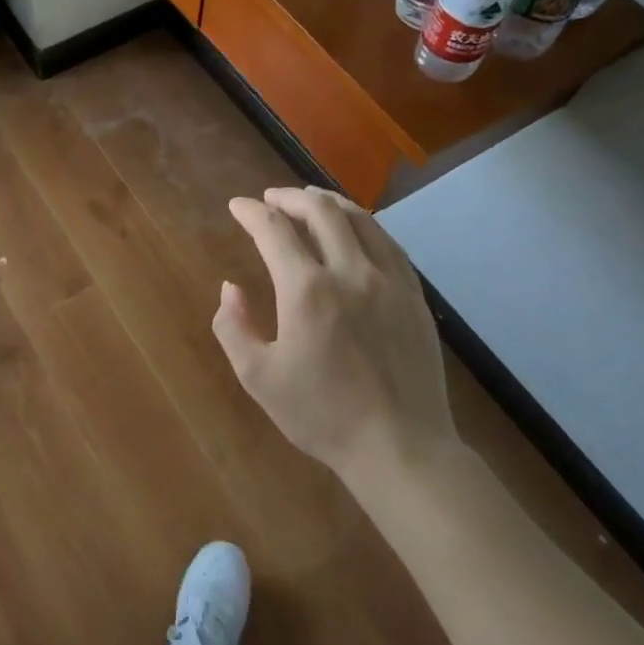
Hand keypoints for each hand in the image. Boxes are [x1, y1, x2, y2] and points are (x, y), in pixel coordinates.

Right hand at [214, 186, 454, 483]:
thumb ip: (233, 327)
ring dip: (329, 202)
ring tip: (310, 200)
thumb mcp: (259, 378)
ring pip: (360, 219)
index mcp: (307, 291)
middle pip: (321, 211)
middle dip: (290, 197)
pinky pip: (389, 243)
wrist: (400, 447)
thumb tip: (229, 288)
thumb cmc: (322, 415)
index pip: (274, 231)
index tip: (237, 206)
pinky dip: (364, 225)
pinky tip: (356, 230)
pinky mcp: (414, 296)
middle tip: (271, 199)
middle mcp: (350, 272)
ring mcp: (389, 281)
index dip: (251, 212)